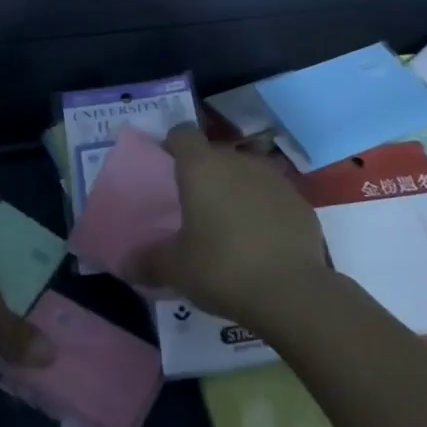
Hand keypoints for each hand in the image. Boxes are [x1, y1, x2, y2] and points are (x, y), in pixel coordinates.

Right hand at [131, 126, 330, 323]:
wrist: (292, 292)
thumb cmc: (222, 268)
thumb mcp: (175, 269)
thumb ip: (148, 261)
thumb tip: (126, 265)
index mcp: (202, 167)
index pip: (182, 134)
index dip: (172, 145)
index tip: (166, 167)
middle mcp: (238, 162)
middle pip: (215, 155)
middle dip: (204, 175)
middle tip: (194, 208)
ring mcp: (274, 179)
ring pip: (246, 174)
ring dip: (236, 191)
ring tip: (229, 227)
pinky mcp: (300, 202)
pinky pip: (272, 198)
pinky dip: (264, 211)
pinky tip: (261, 243)